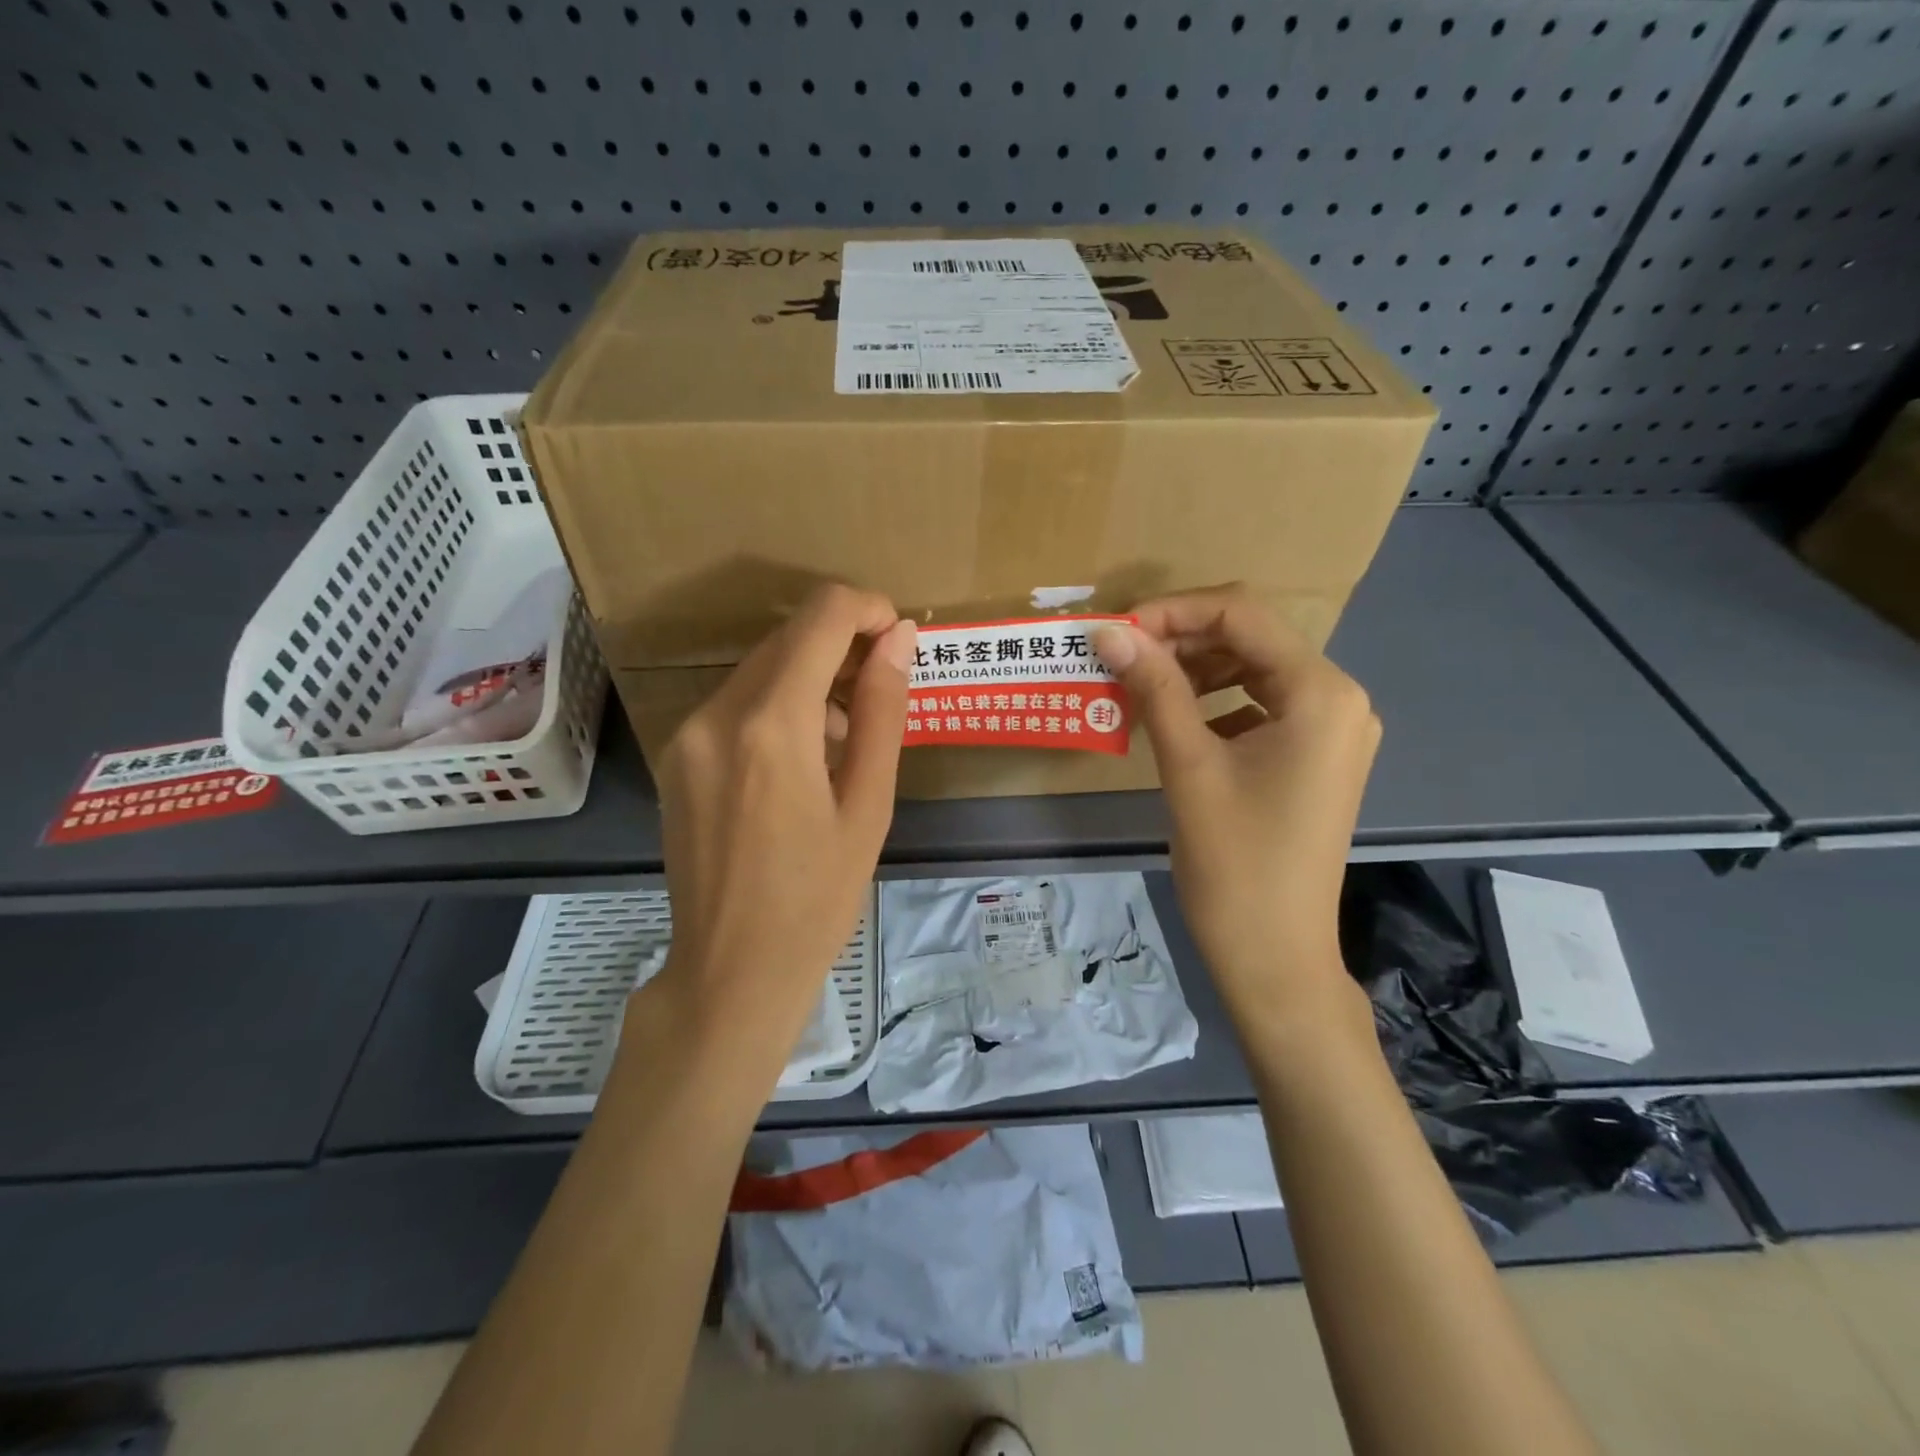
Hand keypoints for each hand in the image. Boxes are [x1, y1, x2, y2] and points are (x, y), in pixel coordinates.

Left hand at [650, 584, 915, 1080]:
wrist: (731, 971)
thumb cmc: (818, 899)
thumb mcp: (868, 805)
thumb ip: (883, 712)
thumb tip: (900, 639)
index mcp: (771, 725)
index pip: (821, 618)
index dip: (867, 609)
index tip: (898, 636)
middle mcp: (716, 714)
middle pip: (787, 638)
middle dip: (841, 646)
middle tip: (882, 693)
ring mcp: (686, 734)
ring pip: (760, 668)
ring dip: (809, 680)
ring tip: (844, 743)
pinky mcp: (676, 756)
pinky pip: (735, 703)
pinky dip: (776, 707)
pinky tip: (800, 761)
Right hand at [1092, 587, 1378, 1036]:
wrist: (1274, 956)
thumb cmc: (1234, 863)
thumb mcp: (1189, 766)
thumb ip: (1154, 688)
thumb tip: (1109, 632)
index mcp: (1321, 693)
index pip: (1242, 614)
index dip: (1172, 612)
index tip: (1115, 632)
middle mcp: (1339, 699)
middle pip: (1250, 638)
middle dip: (1180, 639)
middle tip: (1119, 657)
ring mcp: (1332, 730)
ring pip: (1253, 670)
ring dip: (1194, 670)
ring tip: (1138, 685)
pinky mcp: (1315, 757)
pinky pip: (1260, 706)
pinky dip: (1214, 703)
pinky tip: (1174, 720)